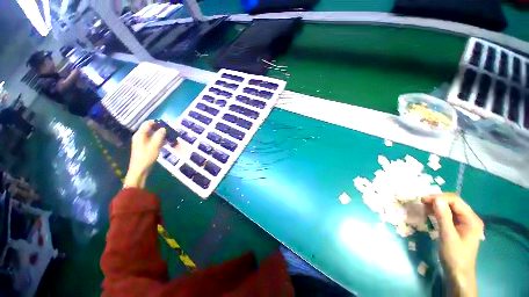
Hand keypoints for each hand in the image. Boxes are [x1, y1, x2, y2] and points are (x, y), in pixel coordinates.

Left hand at [124, 121, 165, 188]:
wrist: (139, 170)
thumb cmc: (146, 157)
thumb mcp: (154, 146)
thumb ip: (159, 136)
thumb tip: (164, 128)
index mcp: (140, 135)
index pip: (147, 123)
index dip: (156, 122)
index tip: (166, 123)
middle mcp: (140, 137)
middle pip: (150, 129)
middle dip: (160, 128)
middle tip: (170, 130)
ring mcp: (142, 142)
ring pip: (152, 135)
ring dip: (160, 134)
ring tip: (170, 136)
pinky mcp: (145, 147)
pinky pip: (152, 140)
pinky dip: (159, 140)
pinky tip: (165, 142)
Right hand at [422, 193, 483, 296]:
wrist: (458, 273)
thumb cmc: (454, 255)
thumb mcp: (447, 235)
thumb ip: (443, 216)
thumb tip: (436, 198)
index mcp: (471, 219)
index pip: (455, 201)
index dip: (439, 198)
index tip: (423, 200)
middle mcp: (470, 218)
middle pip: (453, 203)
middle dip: (437, 200)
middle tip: (422, 202)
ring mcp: (465, 223)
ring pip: (450, 208)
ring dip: (437, 206)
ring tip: (424, 207)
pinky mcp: (459, 227)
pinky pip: (449, 215)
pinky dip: (438, 212)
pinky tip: (430, 213)